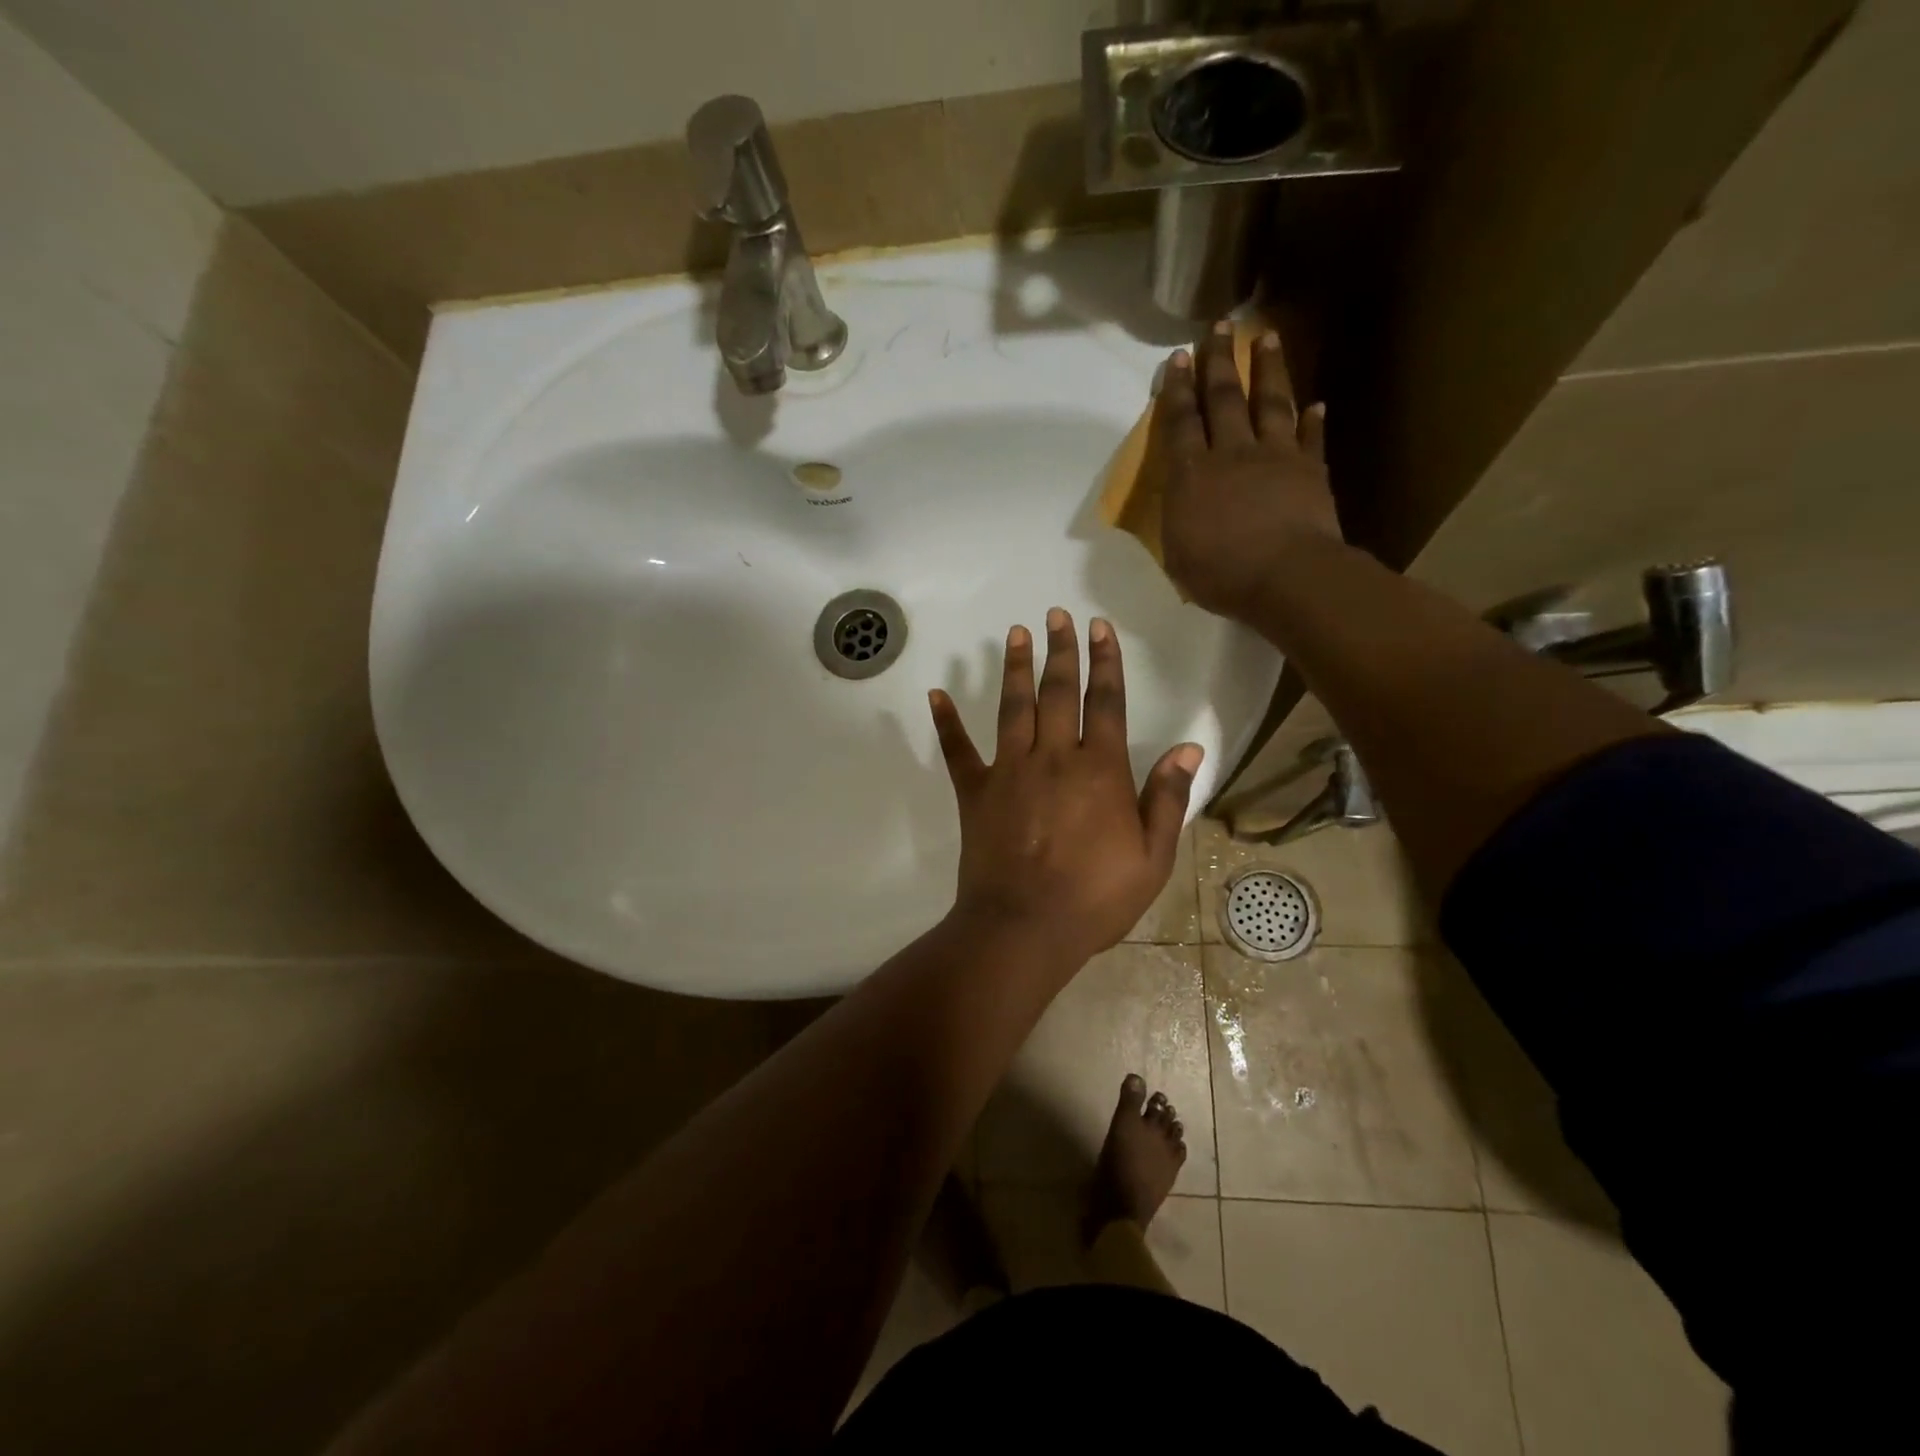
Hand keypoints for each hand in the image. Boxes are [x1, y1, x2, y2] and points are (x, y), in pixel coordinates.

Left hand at [928, 610, 1202, 965]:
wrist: (1024, 928)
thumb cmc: (1094, 899)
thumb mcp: (1151, 858)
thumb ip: (1167, 799)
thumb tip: (1188, 747)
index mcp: (1099, 770)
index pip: (1105, 702)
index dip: (1105, 662)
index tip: (1100, 627)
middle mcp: (1053, 758)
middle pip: (1058, 692)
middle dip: (1060, 650)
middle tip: (1056, 614)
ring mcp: (1009, 771)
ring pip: (1013, 707)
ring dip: (1015, 667)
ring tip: (1016, 633)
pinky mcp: (975, 792)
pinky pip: (958, 750)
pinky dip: (946, 722)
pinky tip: (937, 694)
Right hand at [1156, 322, 1342, 622]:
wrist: (1287, 577)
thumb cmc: (1221, 574)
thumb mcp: (1178, 554)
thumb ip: (1177, 518)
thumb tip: (1182, 499)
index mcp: (1192, 475)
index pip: (1181, 422)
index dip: (1177, 389)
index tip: (1177, 357)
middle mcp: (1232, 453)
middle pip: (1224, 397)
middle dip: (1219, 360)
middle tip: (1219, 327)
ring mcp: (1276, 457)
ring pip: (1270, 402)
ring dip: (1268, 368)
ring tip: (1267, 336)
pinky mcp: (1310, 470)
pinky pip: (1311, 438)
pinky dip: (1313, 420)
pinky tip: (1316, 404)